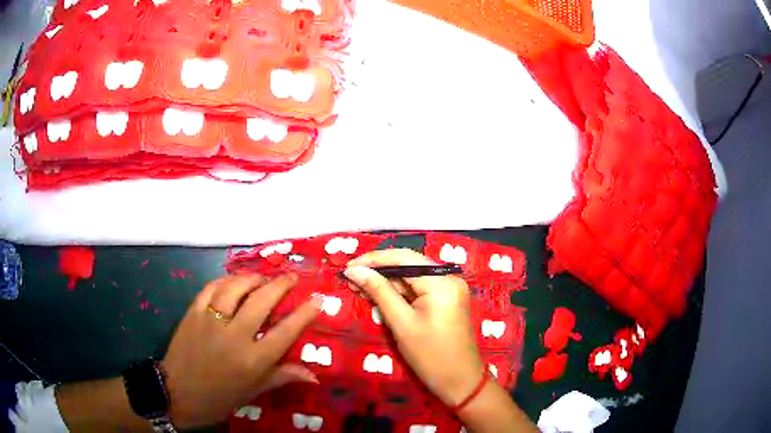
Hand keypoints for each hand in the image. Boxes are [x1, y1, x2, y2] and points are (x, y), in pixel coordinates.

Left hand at [162, 273, 322, 427]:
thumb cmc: (219, 397)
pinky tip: (232, 281)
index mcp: (253, 360)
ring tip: (263, 277)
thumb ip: (282, 377)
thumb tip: (315, 376)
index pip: (286, 331)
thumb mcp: (253, 392)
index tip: (317, 300)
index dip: (304, 313)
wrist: (177, 393)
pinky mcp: (193, 313)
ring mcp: (211, 321)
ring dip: (252, 278)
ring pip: (235, 288)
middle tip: (291, 277)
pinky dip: (224, 281)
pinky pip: (210, 288)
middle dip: (280, 285)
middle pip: (262, 301)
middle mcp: (234, 335)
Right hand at [344, 249, 484, 406]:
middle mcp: (449, 277)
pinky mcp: (447, 299)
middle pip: (408, 265)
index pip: (403, 258)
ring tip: (359, 288)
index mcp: (441, 282)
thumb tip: (355, 271)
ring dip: (386, 282)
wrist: (460, 381)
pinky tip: (379, 296)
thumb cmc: (430, 356)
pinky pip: (419, 288)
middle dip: (378, 271)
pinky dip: (399, 292)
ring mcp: (450, 288)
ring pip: (412, 276)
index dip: (373, 260)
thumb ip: (379, 292)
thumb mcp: (401, 323)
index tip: (348, 267)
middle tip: (350, 279)